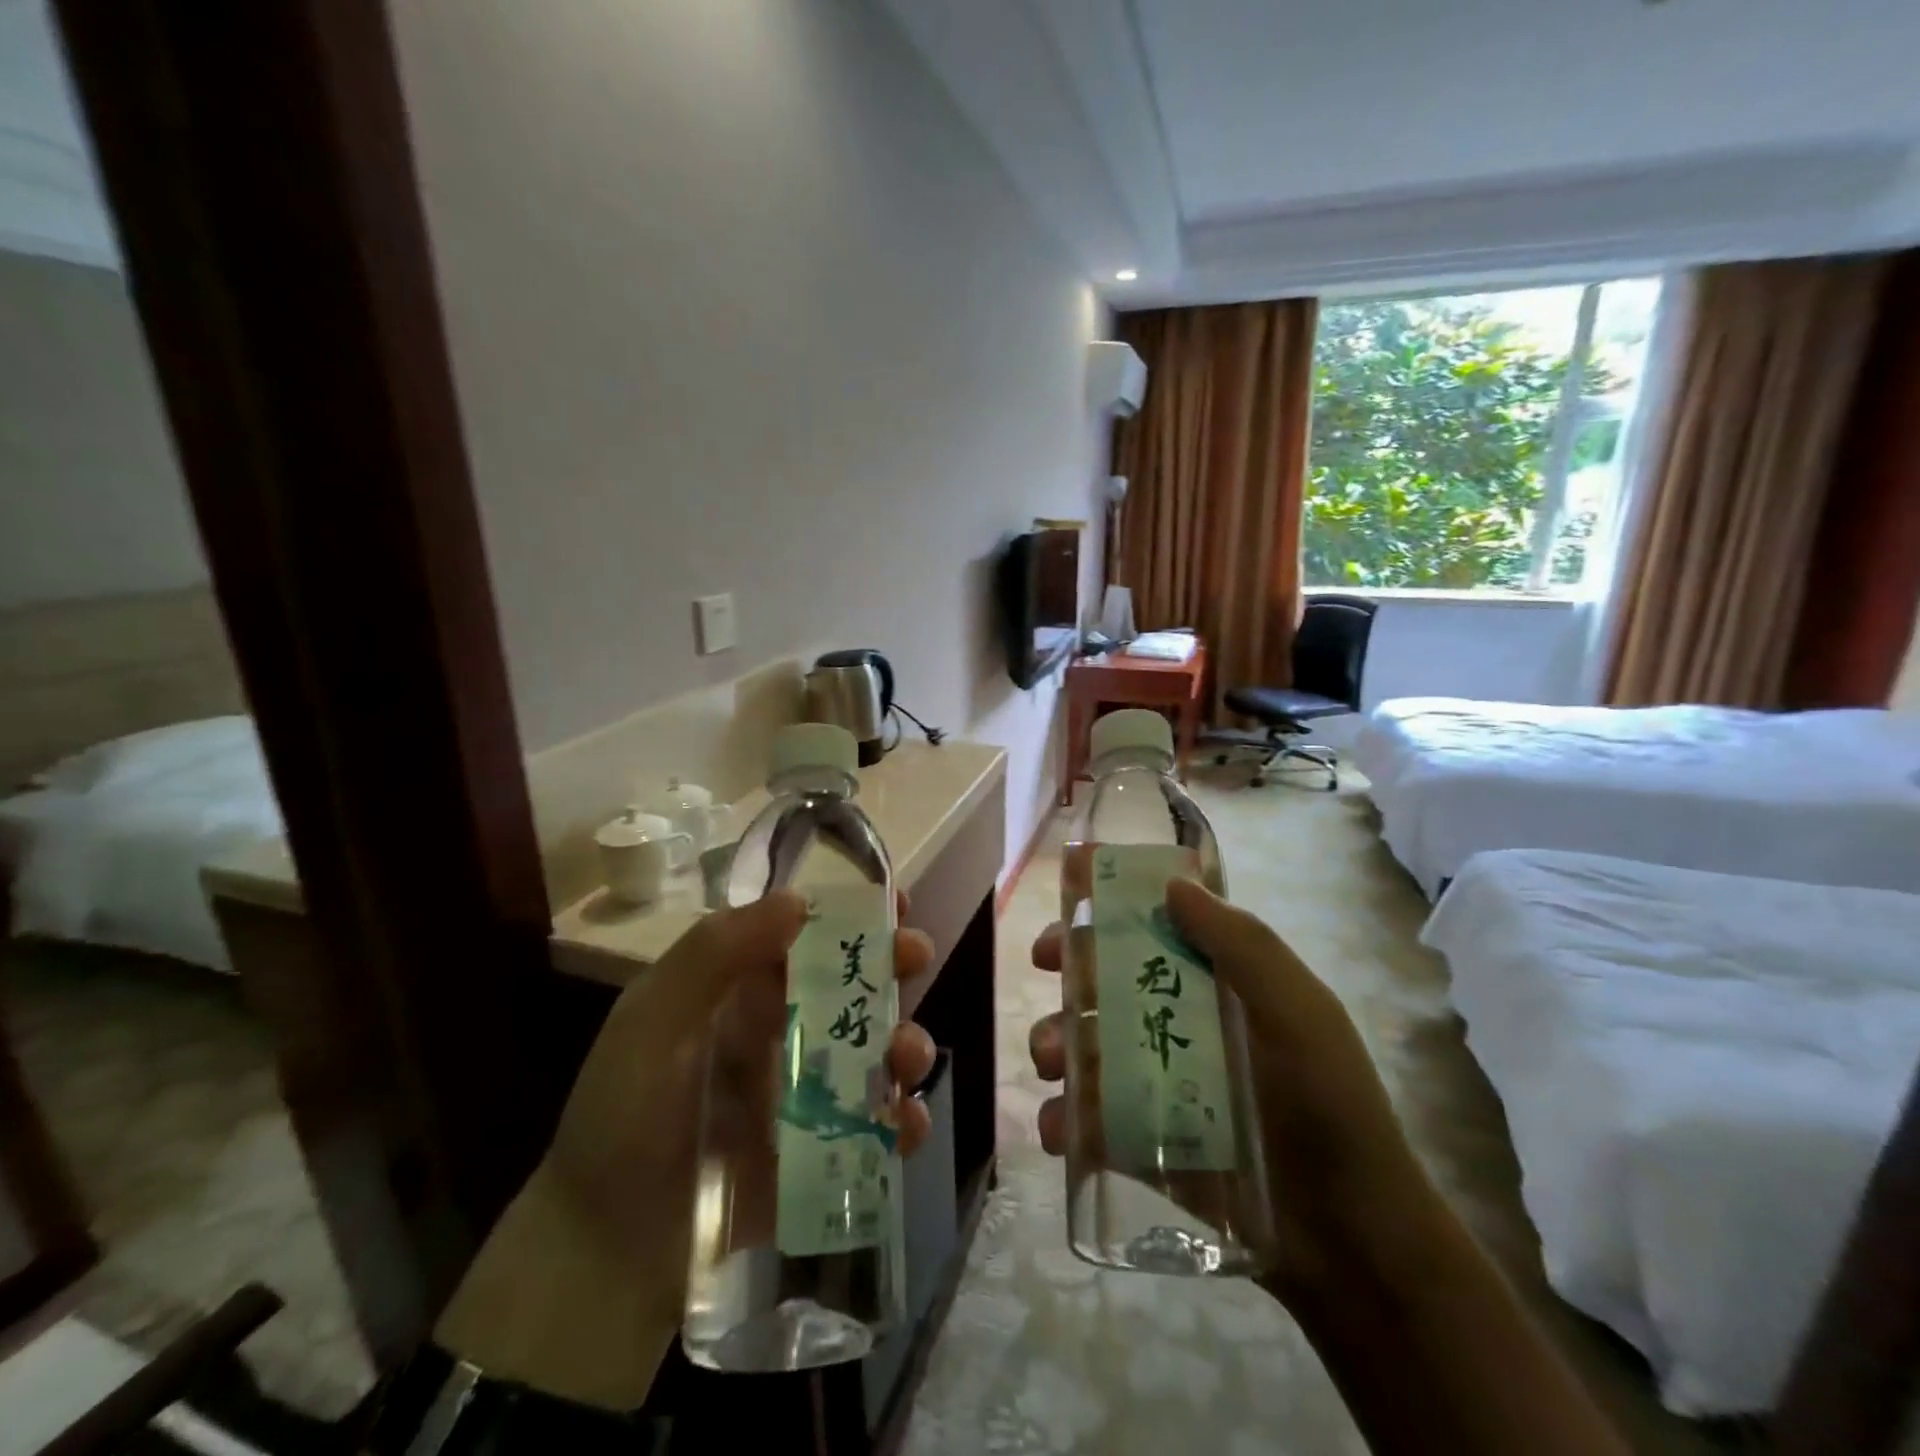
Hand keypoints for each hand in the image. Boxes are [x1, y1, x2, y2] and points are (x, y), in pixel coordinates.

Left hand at [438, 890, 935, 1408]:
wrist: (607, 1252)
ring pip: (875, 1051)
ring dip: (905, 1042)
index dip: (852, 914)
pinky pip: (876, 1126)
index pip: (807, 935)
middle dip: (893, 965)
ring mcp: (807, 1092)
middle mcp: (782, 1031)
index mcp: (743, 991)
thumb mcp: (653, 1023)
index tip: (895, 902)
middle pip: (853, 985)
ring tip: (906, 1058)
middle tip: (916, 958)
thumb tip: (797, 899)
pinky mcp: (823, 1151)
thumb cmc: (622, 1118)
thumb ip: (713, 955)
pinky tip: (906, 1125)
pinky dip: (903, 1120)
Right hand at [1027, 875, 1434, 1300]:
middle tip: (1044, 970)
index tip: (1072, 907)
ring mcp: (1158, 1085)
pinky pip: (1090, 1121)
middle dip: (1070, 972)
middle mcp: (1182, 1026)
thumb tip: (1174, 884)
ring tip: (1051, 1063)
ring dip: (1056, 1043)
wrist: (1351, 1243)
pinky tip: (1060, 1129)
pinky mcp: (1144, 1143)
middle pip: (1109, 983)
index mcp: (1218, 986)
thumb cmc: (1330, 1109)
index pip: (1154, 932)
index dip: (1109, 914)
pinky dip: (1064, 1120)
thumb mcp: (1300, 1014)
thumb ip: (1244, 946)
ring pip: (1088, 1047)